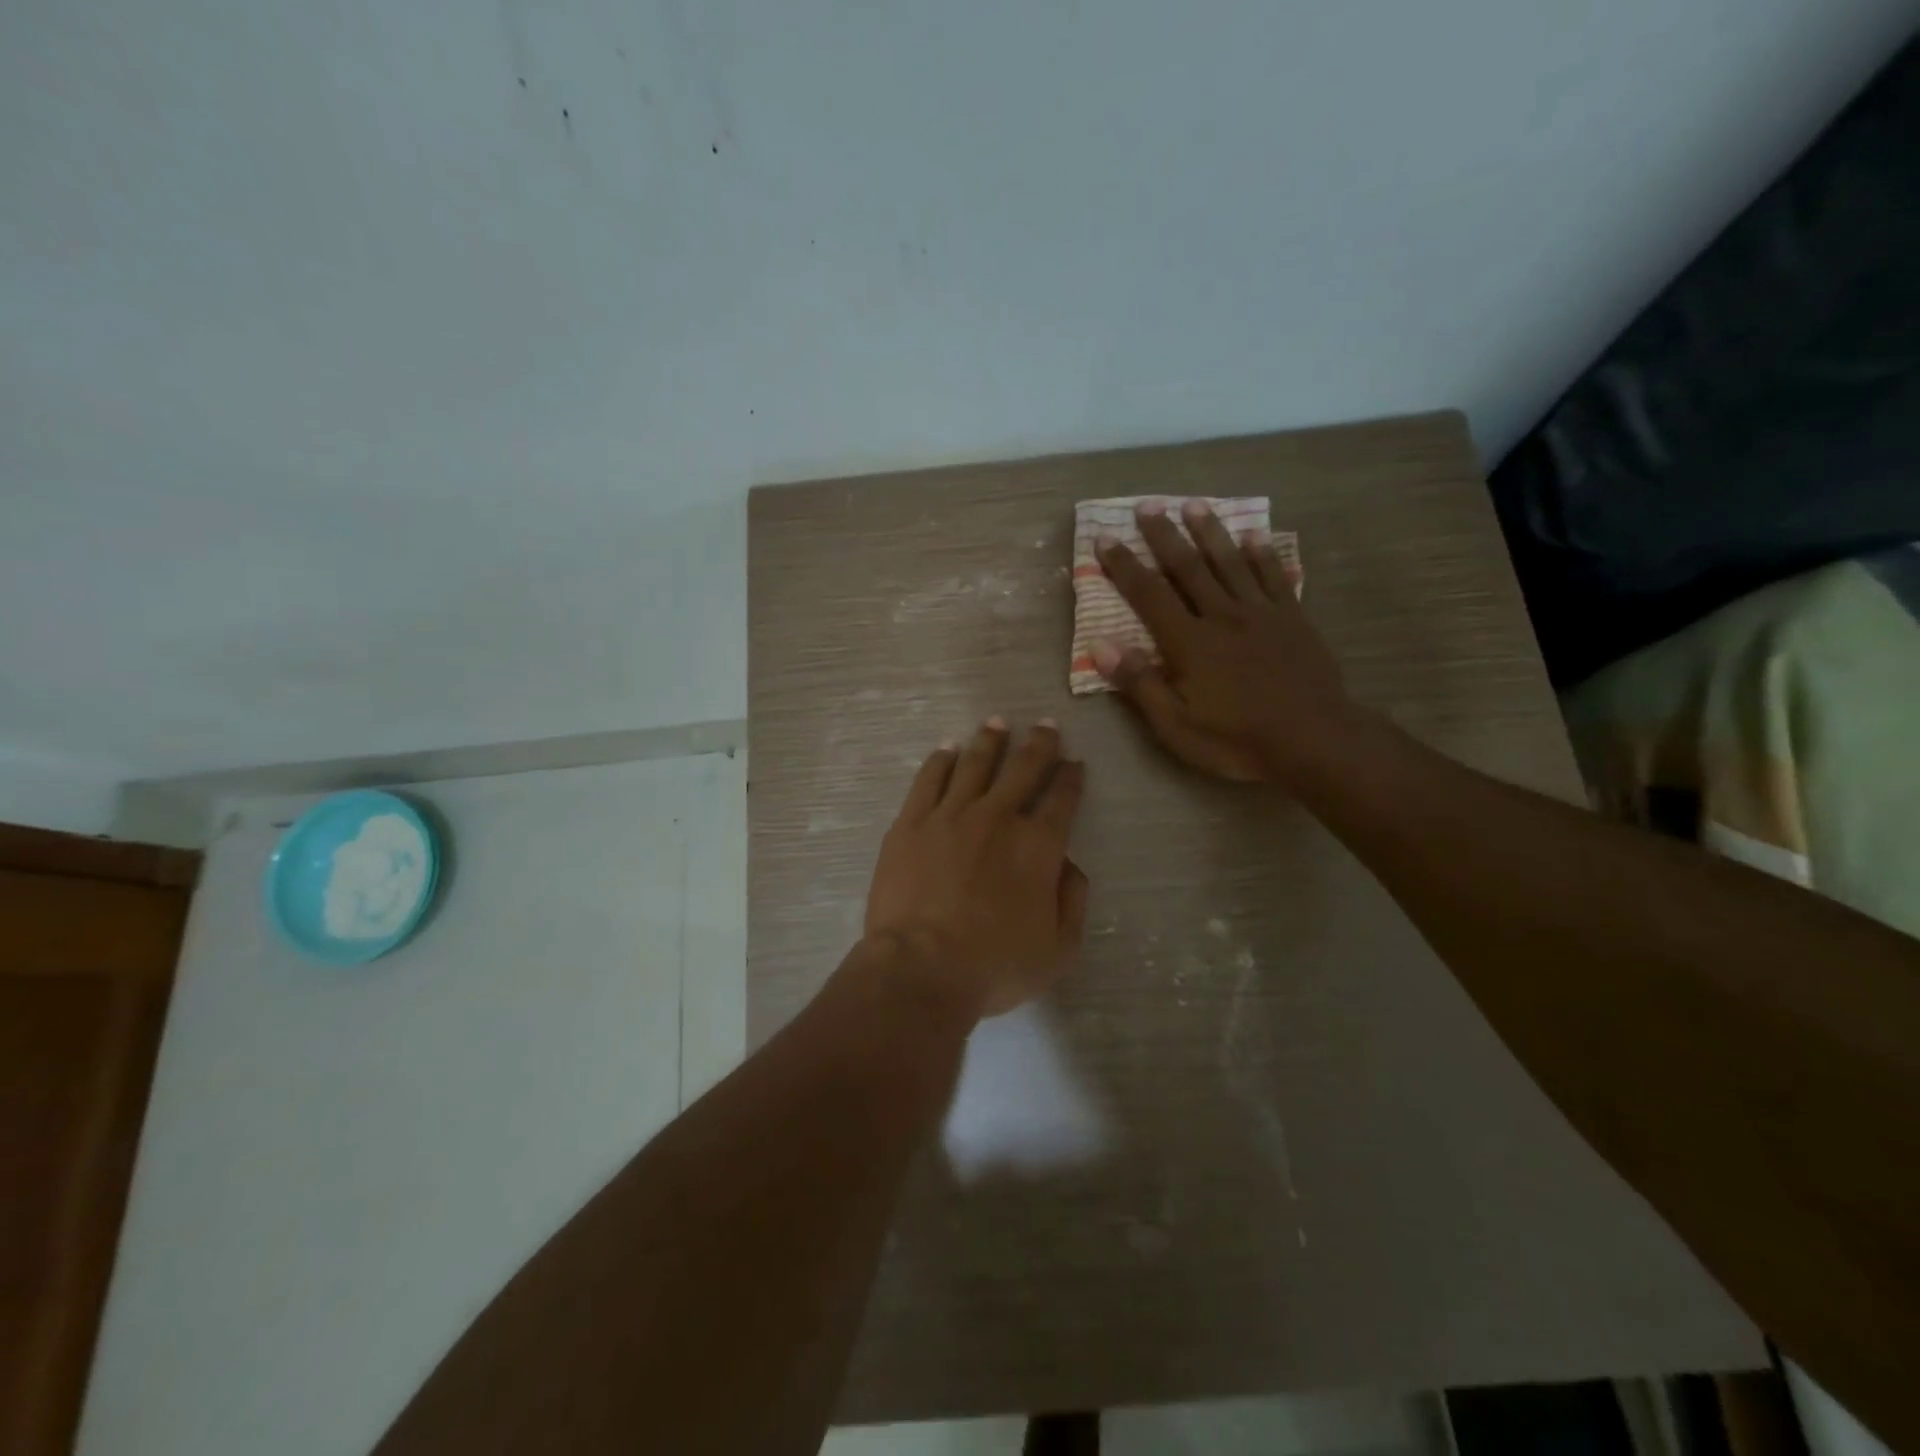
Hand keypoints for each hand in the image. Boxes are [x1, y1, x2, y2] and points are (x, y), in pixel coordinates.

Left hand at [864, 718, 1088, 1018]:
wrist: (921, 969)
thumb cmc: (995, 966)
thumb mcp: (1059, 949)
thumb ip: (1073, 901)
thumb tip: (1070, 865)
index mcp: (1038, 846)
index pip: (1062, 799)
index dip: (1071, 777)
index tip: (1074, 762)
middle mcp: (998, 818)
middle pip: (1023, 768)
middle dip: (1039, 744)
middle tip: (1046, 724)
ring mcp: (950, 815)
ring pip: (975, 764)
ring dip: (990, 740)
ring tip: (997, 722)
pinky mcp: (911, 822)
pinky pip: (929, 779)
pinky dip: (941, 760)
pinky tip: (948, 748)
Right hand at [1095, 499, 1354, 783]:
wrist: (1314, 742)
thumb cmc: (1237, 740)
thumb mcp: (1176, 725)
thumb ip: (1139, 683)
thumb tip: (1100, 644)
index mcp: (1189, 643)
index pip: (1148, 595)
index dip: (1124, 566)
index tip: (1105, 538)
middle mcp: (1222, 616)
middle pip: (1189, 567)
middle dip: (1164, 536)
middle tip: (1148, 505)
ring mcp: (1262, 614)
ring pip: (1231, 563)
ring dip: (1210, 532)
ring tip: (1194, 505)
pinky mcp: (1293, 620)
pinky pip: (1275, 577)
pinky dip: (1264, 555)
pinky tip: (1255, 535)